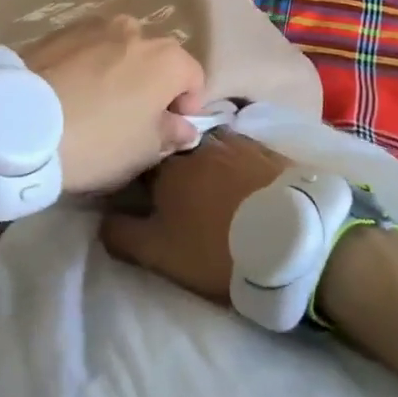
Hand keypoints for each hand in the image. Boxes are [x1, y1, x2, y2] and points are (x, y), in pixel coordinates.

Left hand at [23, 15, 206, 193]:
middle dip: (151, 86)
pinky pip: (86, 50)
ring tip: (95, 104)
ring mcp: (94, 26)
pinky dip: (86, 67)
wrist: (18, 122)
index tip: (168, 131)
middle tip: (130, 119)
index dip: (186, 107)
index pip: (194, 78)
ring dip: (118, 72)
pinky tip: (69, 94)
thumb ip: (172, 133)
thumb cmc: (96, 140)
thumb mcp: (144, 151)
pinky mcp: (58, 30)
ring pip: (119, 51)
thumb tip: (183, 125)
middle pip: (156, 60)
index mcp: (168, 58)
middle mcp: (136, 30)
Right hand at [99, 131, 290, 302]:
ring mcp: (237, 142)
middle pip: (175, 148)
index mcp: (167, 166)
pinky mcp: (269, 151)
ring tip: (212, 187)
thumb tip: (102, 218)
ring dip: (205, 161)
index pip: (140, 160)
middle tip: (178, 194)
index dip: (137, 178)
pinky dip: (236, 162)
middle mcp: (199, 144)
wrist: (295, 241)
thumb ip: (122, 234)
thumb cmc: (217, 248)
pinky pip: (242, 149)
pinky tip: (242, 179)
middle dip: (172, 165)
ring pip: (209, 146)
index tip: (141, 196)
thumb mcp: (159, 253)